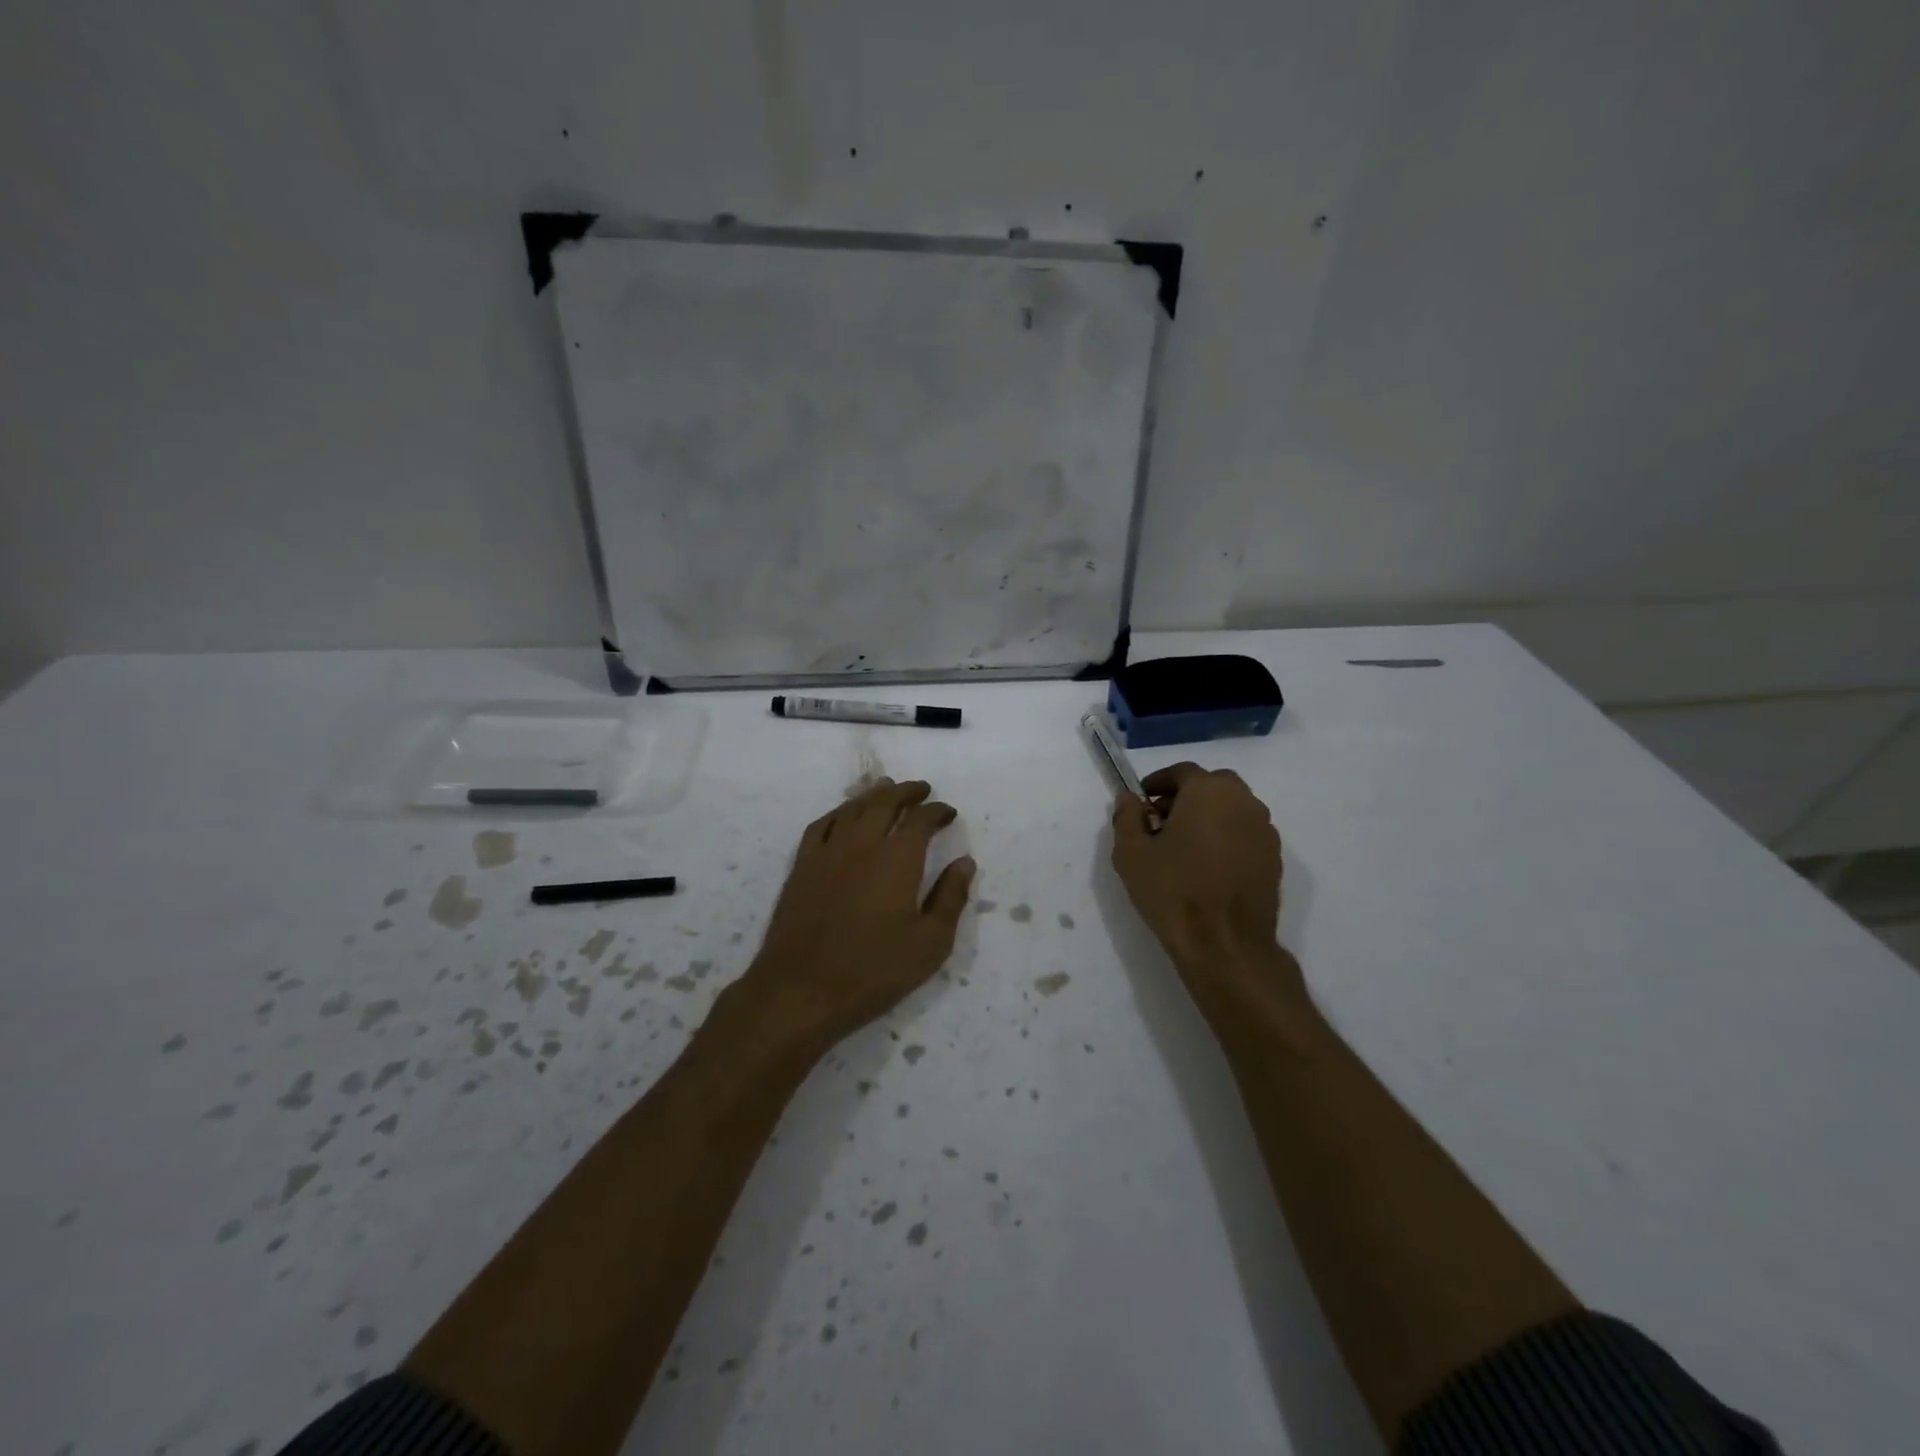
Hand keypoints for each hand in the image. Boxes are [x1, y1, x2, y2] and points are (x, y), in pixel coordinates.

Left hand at [743, 779, 974, 1052]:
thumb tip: (965, 862)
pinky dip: (839, 813)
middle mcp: (862, 844)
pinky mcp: (802, 867)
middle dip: (906, 792)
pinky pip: (821, 825)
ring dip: (873, 795)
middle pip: (885, 802)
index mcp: (897, 858)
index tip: (948, 812)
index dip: (937, 811)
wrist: (801, 990)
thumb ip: (950, 898)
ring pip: (852, 808)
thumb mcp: (930, 943)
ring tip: (886, 789)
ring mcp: (827, 852)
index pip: (921, 819)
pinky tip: (844, 816)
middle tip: (921, 789)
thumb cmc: (874, 971)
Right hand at [1112, 763, 1303, 1012]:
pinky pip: (1245, 833)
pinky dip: (1226, 836)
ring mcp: (1264, 830)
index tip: (1141, 801)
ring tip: (1184, 845)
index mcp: (1208, 791)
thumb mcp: (1131, 853)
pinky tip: (1208, 864)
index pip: (1182, 772)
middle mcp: (1243, 801)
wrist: (1225, 944)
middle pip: (1211, 785)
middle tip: (1161, 821)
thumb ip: (1127, 817)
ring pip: (1232, 808)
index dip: (1158, 783)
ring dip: (1208, 815)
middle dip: (1185, 796)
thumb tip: (1129, 798)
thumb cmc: (1173, 891)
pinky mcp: (1274, 857)